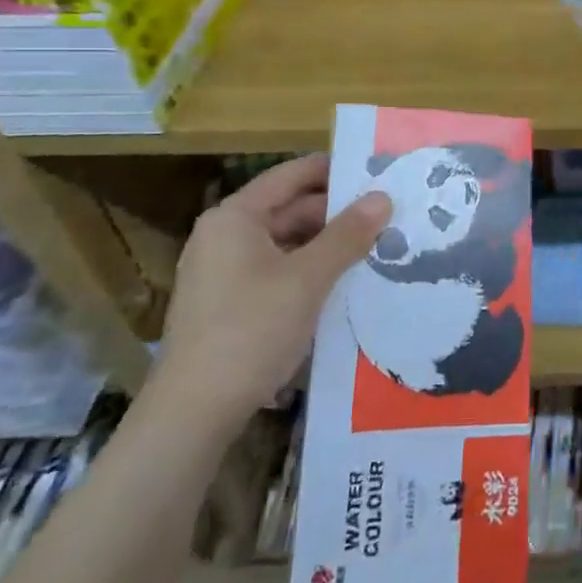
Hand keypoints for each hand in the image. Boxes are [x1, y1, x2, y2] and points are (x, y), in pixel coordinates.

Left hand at [152, 155, 389, 435]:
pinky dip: (309, 272)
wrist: (194, 412)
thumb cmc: (250, 330)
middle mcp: (224, 237)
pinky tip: (343, 284)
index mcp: (235, 218)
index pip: (291, 175)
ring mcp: (223, 273)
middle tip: (387, 216)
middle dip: (337, 213)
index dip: (334, 169)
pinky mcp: (228, 305)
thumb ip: (348, 235)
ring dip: (327, 246)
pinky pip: (277, 272)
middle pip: (289, 210)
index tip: (376, 171)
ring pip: (286, 244)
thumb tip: (383, 196)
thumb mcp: (308, 278)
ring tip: (375, 249)